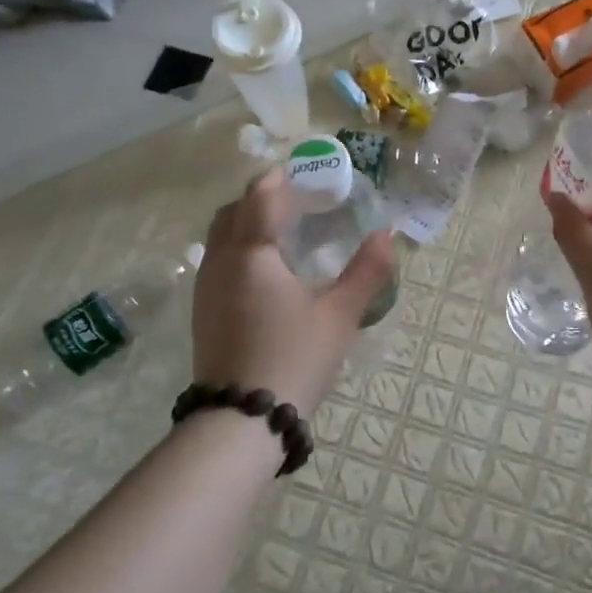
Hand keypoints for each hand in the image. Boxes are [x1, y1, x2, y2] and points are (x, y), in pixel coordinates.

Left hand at [193, 169, 395, 416]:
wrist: (241, 420)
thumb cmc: (294, 359)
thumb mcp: (340, 315)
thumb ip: (367, 271)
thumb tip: (388, 234)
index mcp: (252, 253)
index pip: (261, 195)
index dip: (284, 178)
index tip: (309, 172)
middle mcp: (221, 261)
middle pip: (234, 210)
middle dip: (263, 196)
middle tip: (300, 201)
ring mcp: (206, 286)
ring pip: (221, 235)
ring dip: (248, 221)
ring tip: (286, 232)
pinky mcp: (203, 310)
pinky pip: (218, 259)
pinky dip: (240, 247)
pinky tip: (268, 270)